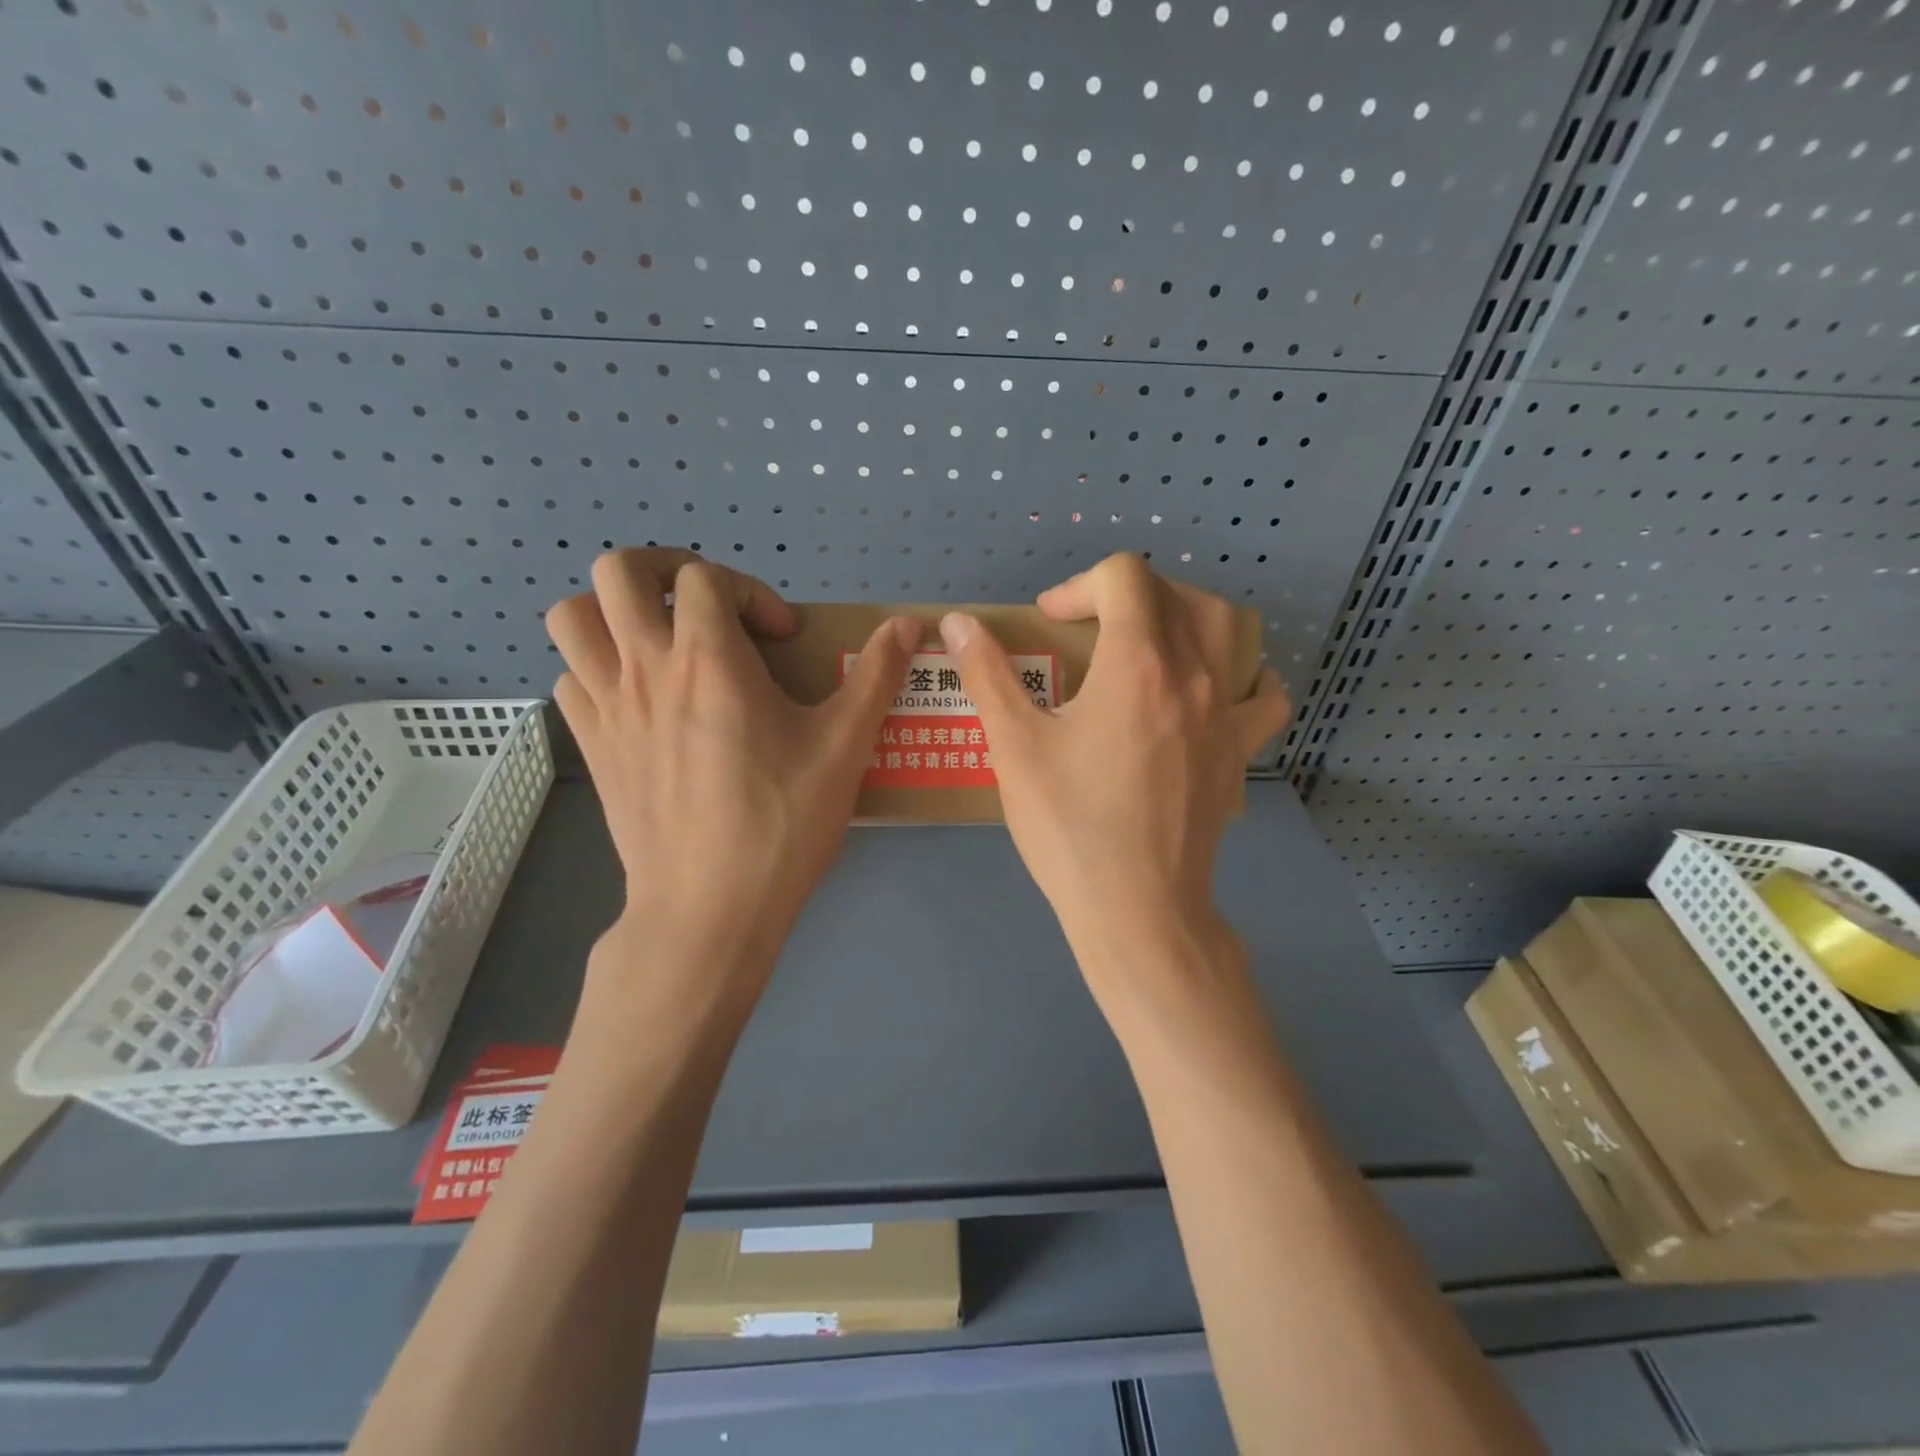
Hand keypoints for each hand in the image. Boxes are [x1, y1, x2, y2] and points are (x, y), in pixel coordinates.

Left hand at [546, 549, 917, 1006]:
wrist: (709, 909)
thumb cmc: (781, 823)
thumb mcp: (844, 747)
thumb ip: (876, 676)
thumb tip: (908, 624)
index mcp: (708, 659)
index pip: (704, 577)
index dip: (749, 590)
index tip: (780, 638)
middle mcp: (644, 668)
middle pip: (617, 570)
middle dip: (665, 570)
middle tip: (707, 609)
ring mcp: (606, 707)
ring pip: (572, 616)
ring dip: (614, 612)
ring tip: (661, 643)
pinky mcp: (590, 747)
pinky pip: (570, 677)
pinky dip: (598, 669)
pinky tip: (640, 700)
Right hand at [939, 554, 1289, 983]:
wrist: (1136, 907)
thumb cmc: (1070, 825)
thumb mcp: (1015, 747)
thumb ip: (987, 675)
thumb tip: (957, 623)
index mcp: (1138, 663)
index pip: (1125, 577)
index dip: (1079, 585)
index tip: (1048, 623)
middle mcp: (1194, 675)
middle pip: (1178, 593)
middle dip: (1128, 593)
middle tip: (1089, 626)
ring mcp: (1226, 714)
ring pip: (1227, 630)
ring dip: (1185, 616)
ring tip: (1148, 642)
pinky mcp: (1239, 752)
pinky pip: (1262, 695)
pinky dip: (1243, 675)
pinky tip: (1215, 688)